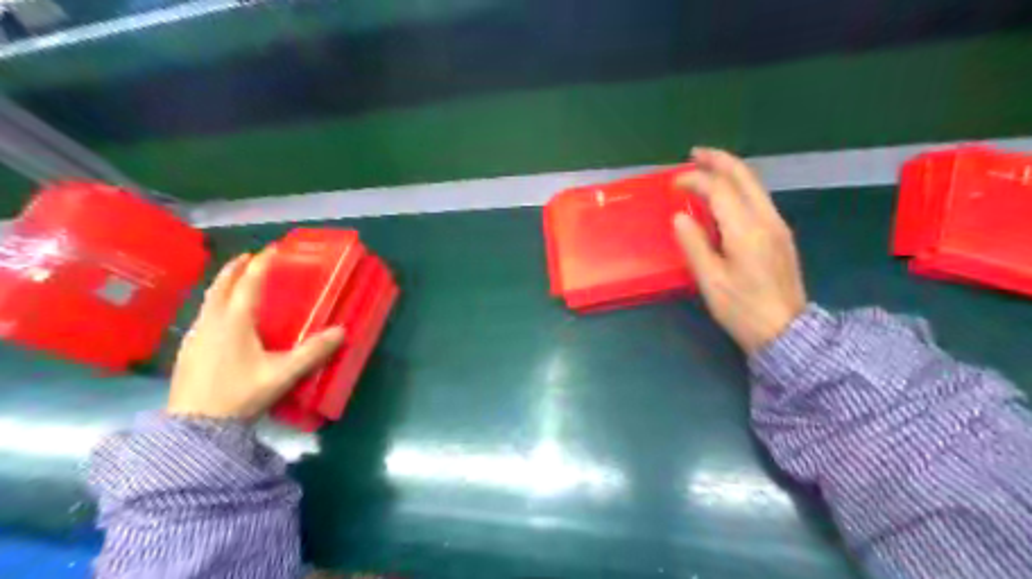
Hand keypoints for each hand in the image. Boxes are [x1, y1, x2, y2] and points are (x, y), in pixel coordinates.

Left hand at [171, 252, 344, 418]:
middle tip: (251, 256)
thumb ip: (312, 352)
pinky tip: (222, 316)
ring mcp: (196, 335)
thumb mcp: (282, 374)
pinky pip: (205, 314)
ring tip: (237, 281)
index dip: (263, 263)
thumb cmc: (240, 394)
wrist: (194, 427)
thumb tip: (342, 331)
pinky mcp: (188, 350)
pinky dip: (216, 303)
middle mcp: (212, 321)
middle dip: (237, 267)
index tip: (274, 248)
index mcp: (234, 321)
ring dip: (224, 284)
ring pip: (209, 299)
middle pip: (222, 285)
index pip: (249, 283)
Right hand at [675, 146, 808, 351]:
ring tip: (707, 168)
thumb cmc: (742, 308)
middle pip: (744, 176)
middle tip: (694, 154)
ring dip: (730, 171)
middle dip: (719, 161)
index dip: (694, 180)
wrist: (786, 331)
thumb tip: (679, 216)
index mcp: (746, 230)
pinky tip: (725, 195)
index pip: (719, 189)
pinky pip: (758, 199)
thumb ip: (694, 245)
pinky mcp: (781, 234)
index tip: (673, 184)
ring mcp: (777, 225)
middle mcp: (766, 219)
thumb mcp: (710, 281)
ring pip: (754, 185)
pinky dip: (739, 187)